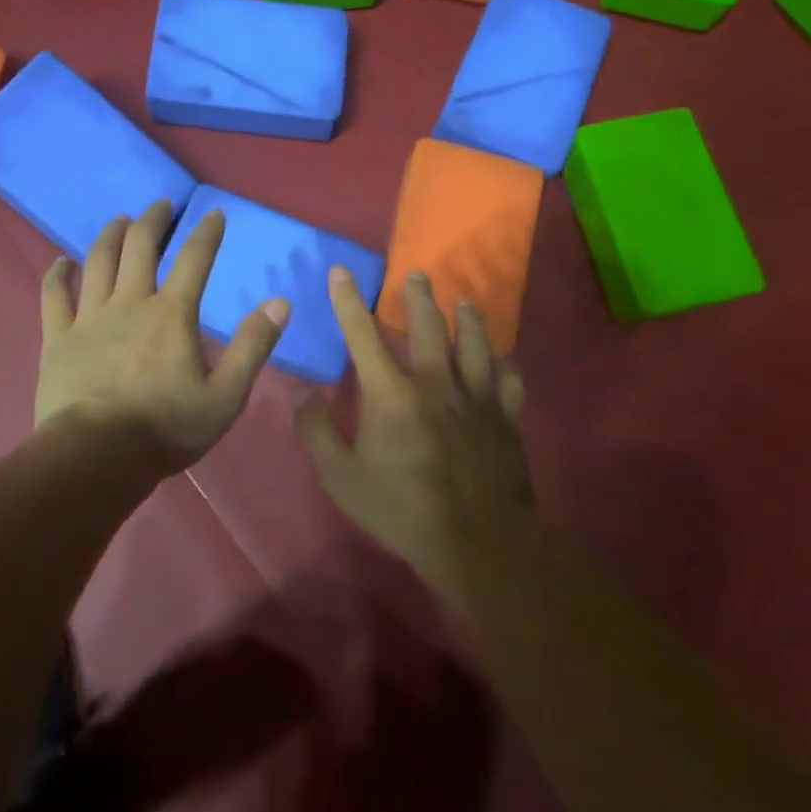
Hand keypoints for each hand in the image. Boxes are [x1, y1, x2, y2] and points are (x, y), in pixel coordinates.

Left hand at [35, 202, 288, 473]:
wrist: (97, 457)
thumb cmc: (166, 428)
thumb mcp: (226, 395)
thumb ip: (253, 346)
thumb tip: (280, 303)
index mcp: (172, 314)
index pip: (194, 259)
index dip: (206, 233)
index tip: (213, 213)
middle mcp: (130, 302)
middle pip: (140, 247)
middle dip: (153, 220)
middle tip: (160, 205)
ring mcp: (89, 317)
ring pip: (98, 261)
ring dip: (110, 235)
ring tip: (119, 221)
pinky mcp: (58, 337)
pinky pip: (53, 295)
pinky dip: (57, 273)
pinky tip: (61, 261)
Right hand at [294, 268, 530, 582]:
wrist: (477, 540)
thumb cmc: (402, 508)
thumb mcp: (342, 477)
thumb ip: (317, 432)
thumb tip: (302, 394)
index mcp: (391, 392)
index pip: (362, 334)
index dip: (348, 300)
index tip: (342, 271)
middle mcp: (434, 382)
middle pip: (427, 327)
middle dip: (418, 298)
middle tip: (417, 275)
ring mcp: (476, 398)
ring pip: (474, 344)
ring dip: (468, 319)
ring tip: (464, 302)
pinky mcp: (506, 419)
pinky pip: (509, 382)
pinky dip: (505, 368)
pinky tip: (504, 362)